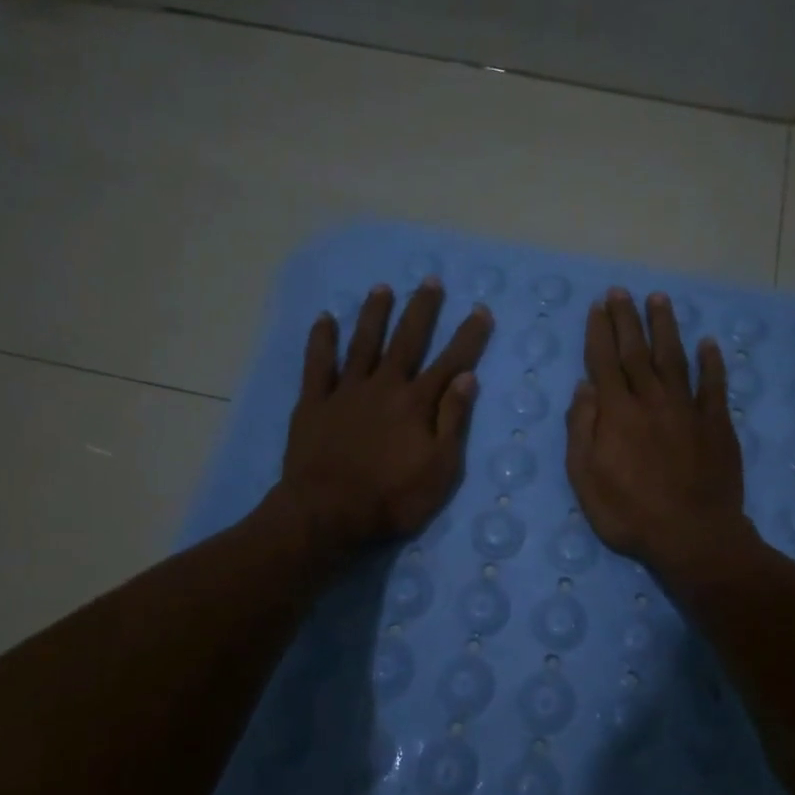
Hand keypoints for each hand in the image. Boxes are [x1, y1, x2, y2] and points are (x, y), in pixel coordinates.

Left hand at [275, 279, 492, 563]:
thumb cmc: (392, 498)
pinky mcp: (314, 402)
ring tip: (382, 288)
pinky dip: (322, 340)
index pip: (450, 362)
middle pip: (406, 340)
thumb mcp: (439, 469)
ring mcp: (346, 391)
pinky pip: (318, 364)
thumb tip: (467, 377)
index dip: (468, 336)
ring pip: (363, 343)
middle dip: (421, 310)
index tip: (480, 310)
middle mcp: (384, 386)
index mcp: (417, 403)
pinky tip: (325, 319)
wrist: (328, 513)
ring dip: (374, 314)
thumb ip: (453, 420)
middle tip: (430, 281)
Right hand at [565, 288, 752, 583]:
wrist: (693, 537)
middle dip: (627, 319)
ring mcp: (688, 410)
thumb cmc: (630, 514)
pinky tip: (709, 343)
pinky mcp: (717, 425)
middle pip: (637, 352)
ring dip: (666, 327)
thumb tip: (584, 387)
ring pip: (674, 359)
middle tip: (621, 292)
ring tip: (659, 299)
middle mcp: (652, 401)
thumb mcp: (586, 479)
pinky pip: (714, 386)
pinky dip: (712, 363)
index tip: (598, 307)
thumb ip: (582, 430)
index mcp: (617, 414)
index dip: (600, 332)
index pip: (605, 362)